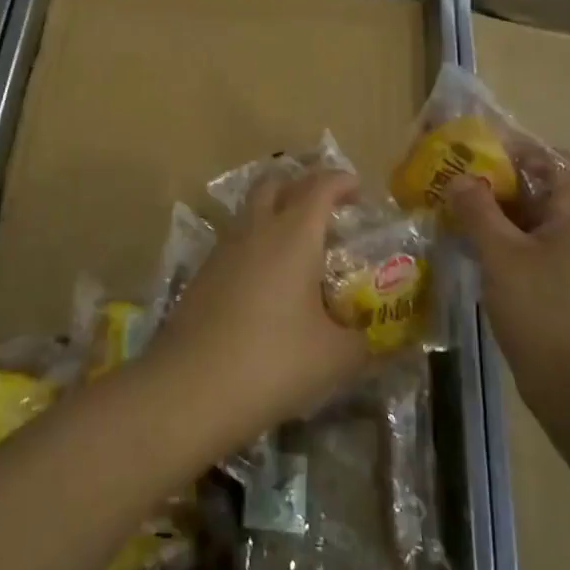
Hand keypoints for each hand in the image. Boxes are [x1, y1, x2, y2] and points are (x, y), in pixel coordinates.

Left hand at [147, 168, 370, 452]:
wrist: (189, 388)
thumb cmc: (272, 362)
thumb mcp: (334, 358)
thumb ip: (364, 342)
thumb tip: (379, 340)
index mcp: (293, 235)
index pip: (319, 187)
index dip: (340, 181)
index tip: (358, 189)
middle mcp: (256, 230)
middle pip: (275, 184)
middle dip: (301, 186)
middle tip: (326, 210)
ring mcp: (223, 250)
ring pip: (250, 211)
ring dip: (274, 213)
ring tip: (298, 246)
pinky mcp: (202, 274)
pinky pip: (235, 242)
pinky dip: (255, 244)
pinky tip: (267, 280)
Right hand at [447, 148, 569, 375]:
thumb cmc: (542, 309)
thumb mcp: (501, 254)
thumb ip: (478, 210)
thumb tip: (460, 178)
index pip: (558, 162)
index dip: (523, 150)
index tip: (482, 150)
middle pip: (542, 190)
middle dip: (500, 180)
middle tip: (457, 178)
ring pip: (531, 221)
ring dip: (496, 212)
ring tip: (454, 208)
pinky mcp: (559, 287)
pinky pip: (528, 248)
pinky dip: (501, 240)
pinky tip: (469, 246)